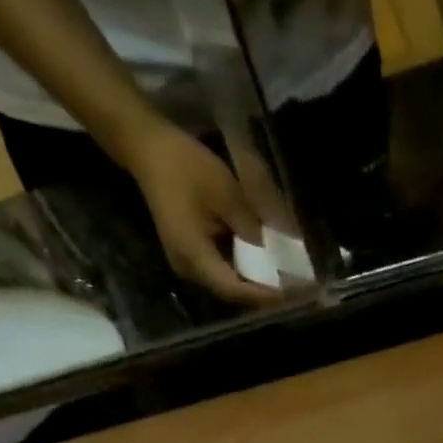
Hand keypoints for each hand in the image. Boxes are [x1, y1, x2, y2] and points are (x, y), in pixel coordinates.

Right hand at [119, 118, 281, 305]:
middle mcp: (190, 270)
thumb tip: (276, 255)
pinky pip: (223, 270)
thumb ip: (251, 228)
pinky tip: (265, 262)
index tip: (292, 292)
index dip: (264, 293)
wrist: (146, 148)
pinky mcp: (192, 255)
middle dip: (264, 291)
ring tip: (286, 278)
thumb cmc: (184, 166)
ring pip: (230, 283)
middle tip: (295, 288)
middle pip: (233, 291)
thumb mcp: (226, 193)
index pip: (235, 289)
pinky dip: (245, 268)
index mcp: (194, 256)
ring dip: (256, 281)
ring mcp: (189, 264)